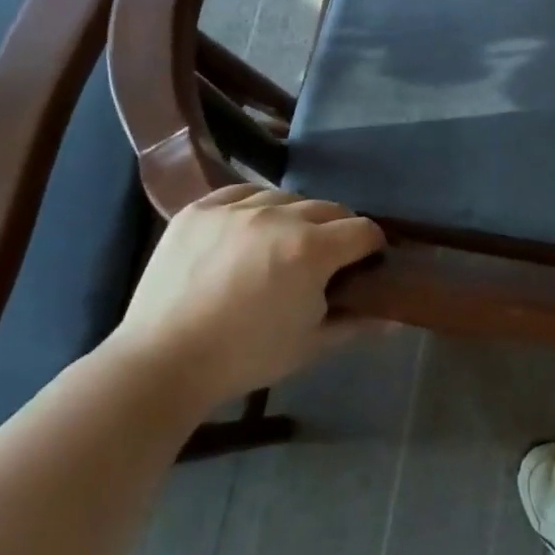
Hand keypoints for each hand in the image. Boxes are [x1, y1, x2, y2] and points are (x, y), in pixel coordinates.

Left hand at [106, 185, 385, 415]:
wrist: (162, 363)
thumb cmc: (245, 357)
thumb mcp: (309, 344)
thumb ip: (356, 323)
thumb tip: (393, 319)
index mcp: (312, 249)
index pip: (363, 230)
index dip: (372, 247)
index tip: (366, 263)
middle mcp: (279, 216)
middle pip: (330, 208)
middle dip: (338, 231)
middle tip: (326, 259)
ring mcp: (236, 208)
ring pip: (287, 197)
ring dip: (297, 216)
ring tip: (284, 243)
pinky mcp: (200, 209)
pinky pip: (242, 192)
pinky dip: (255, 205)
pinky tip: (251, 227)